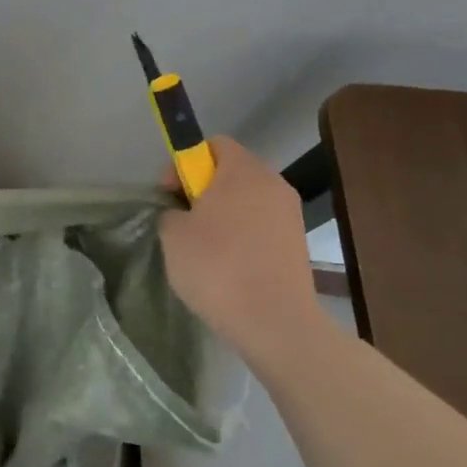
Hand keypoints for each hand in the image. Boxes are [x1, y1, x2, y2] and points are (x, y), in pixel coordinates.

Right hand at [158, 138, 322, 354]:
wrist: (275, 322)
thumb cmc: (217, 267)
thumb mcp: (173, 234)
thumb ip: (173, 211)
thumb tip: (184, 213)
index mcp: (243, 171)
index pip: (214, 144)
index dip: (184, 163)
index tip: (170, 193)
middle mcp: (272, 184)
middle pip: (231, 172)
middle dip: (202, 190)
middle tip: (181, 220)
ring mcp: (290, 215)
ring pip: (246, 201)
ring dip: (221, 215)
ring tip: (201, 247)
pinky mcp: (296, 244)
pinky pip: (259, 226)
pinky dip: (240, 236)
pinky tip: (225, 266)